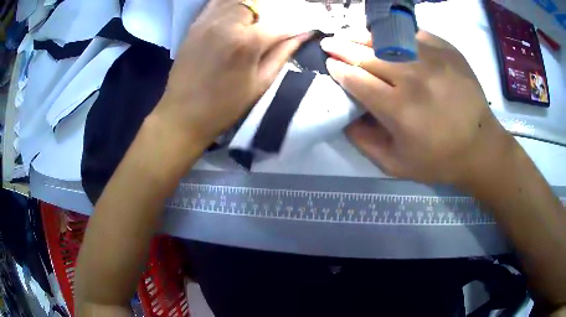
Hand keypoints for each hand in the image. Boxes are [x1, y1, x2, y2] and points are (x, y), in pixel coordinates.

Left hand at [152, 0, 310, 149]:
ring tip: (255, 20)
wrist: (183, 114)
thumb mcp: (260, 83)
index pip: (281, 23)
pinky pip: (216, 3)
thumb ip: (283, 53)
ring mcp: (208, 20)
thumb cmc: (225, 106)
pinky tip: (236, 14)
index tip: (304, 27)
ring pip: (237, 0)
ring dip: (251, 6)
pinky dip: (230, 4)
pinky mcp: (195, 24)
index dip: (297, 25)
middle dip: (272, 11)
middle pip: (258, 3)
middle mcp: (227, 23)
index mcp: (247, 41)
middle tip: (274, 25)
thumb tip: (304, 34)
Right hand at [321, 30, 514, 184]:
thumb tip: (344, 117)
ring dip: (362, 35)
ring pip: (387, 39)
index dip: (338, 70)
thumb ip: (364, 142)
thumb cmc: (439, 160)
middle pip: (367, 55)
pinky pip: (413, 34)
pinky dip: (394, 34)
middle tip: (329, 43)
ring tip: (347, 33)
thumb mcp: (396, 165)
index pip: (357, 80)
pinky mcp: (447, 50)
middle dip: (342, 48)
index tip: (330, 64)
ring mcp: (432, 59)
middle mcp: (413, 78)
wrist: (481, 147)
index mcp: (399, 109)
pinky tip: (385, 36)